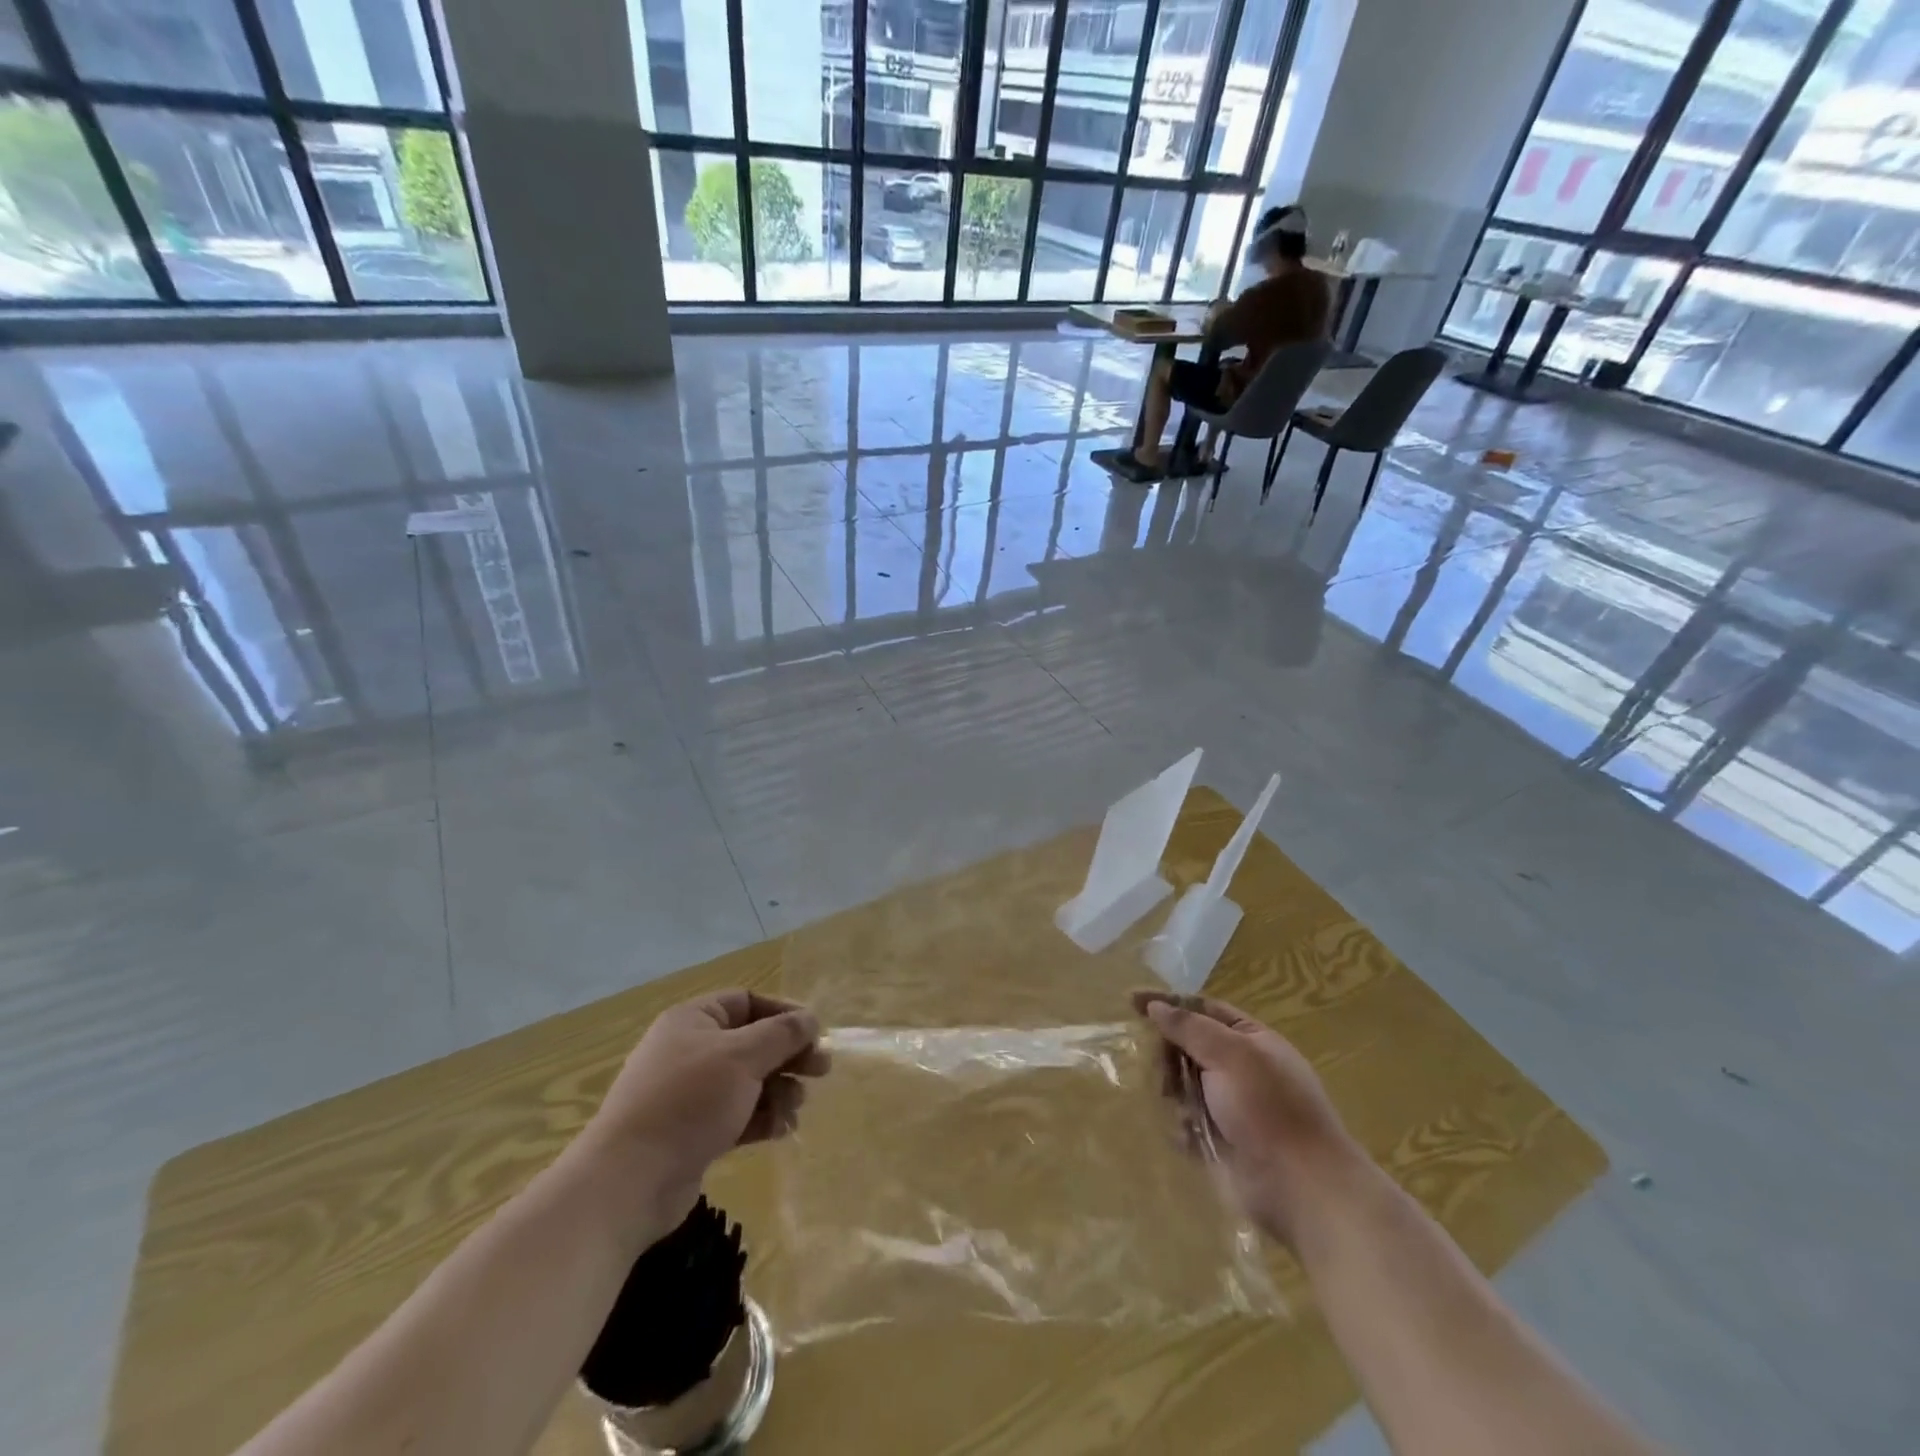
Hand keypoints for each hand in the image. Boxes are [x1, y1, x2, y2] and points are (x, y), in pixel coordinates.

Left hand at [581, 990, 829, 1225]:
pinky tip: (781, 1130)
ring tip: (796, 1108)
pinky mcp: (694, 1132)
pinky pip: (738, 1114)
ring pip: (749, 1081)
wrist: (629, 1181)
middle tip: (821, 1071)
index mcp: (694, 1020)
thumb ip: (782, 1034)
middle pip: (752, 1042)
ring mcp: (691, 1094)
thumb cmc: (689, 1101)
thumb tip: (811, 1019)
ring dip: (778, 1091)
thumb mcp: (742, 1057)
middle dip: (788, 1056)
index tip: (814, 1033)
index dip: (783, 1013)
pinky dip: (762, 1118)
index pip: (747, 1001)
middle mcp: (691, 1050)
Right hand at [1132, 990, 1362, 1245]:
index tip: (1130, 1001)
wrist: (1302, 1189)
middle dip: (1169, 1052)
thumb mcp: (1230, 1055)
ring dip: (1172, 1089)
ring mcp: (1230, 1107)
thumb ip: (1189, 1027)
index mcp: (1251, 1040)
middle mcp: (1241, 1069)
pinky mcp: (1219, 1142)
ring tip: (1171, 1102)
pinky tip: (1182, 1133)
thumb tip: (1154, 1005)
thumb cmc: (1269, 1109)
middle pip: (1189, 1045)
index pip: (1202, 1008)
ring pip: (1183, 1083)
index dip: (1168, 1003)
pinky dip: (1178, 1124)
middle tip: (1157, 1065)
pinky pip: (1185, 1122)